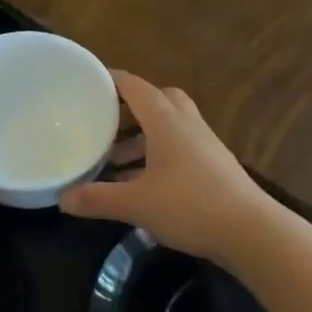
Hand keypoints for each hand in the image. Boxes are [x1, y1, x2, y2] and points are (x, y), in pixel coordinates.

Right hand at [61, 71, 272, 263]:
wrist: (250, 230)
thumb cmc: (190, 206)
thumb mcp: (136, 204)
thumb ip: (97, 199)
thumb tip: (62, 199)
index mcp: (167, 122)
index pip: (136, 88)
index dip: (113, 80)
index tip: (90, 80)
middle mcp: (188, 125)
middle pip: (159, 101)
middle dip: (131, 109)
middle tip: (105, 124)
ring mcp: (205, 145)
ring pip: (170, 127)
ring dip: (143, 137)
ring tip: (116, 161)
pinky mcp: (215, 166)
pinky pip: (181, 148)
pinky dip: (158, 156)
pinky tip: (144, 183)